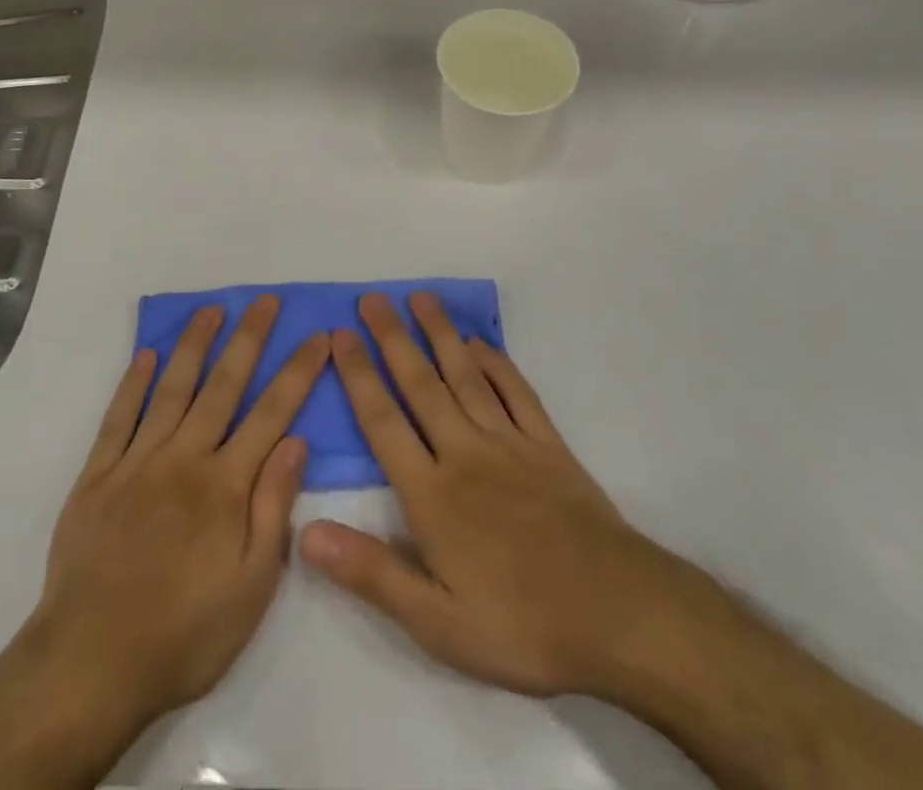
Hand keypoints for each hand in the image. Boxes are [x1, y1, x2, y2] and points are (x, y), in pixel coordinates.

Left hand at [0, 296, 328, 789]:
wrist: (90, 664)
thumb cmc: (184, 633)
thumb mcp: (252, 587)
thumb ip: (274, 508)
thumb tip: (297, 441)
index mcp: (226, 485)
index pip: (273, 413)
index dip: (298, 371)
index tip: (318, 335)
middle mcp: (185, 458)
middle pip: (223, 386)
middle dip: (249, 339)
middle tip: (266, 300)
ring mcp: (138, 461)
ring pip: (172, 389)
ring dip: (194, 345)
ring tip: (211, 310)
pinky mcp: (98, 475)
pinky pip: (118, 418)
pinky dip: (132, 383)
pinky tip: (146, 355)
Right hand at [299, 292, 731, 703]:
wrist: (617, 616)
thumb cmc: (520, 625)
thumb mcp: (436, 623)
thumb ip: (370, 572)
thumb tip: (304, 532)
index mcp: (432, 494)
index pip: (383, 422)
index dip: (358, 376)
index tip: (339, 335)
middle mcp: (465, 453)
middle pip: (421, 385)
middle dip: (392, 339)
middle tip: (372, 298)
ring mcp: (510, 444)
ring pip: (466, 377)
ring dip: (441, 334)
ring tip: (421, 298)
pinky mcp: (548, 446)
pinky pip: (517, 393)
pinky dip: (497, 363)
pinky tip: (481, 343)